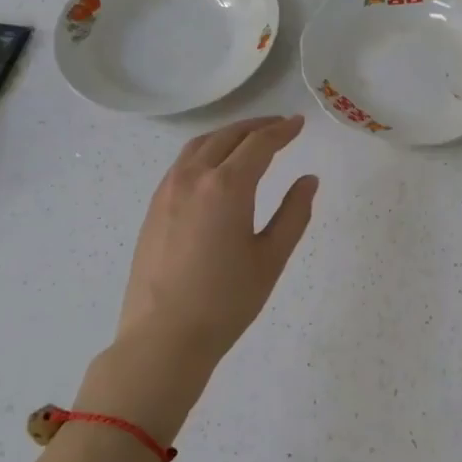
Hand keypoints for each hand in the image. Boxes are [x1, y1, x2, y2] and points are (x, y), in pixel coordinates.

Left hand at [81, 116, 316, 433]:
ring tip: (250, 138)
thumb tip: (308, 180)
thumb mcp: (271, 258)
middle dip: (256, 126)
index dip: (282, 131)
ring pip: (199, 145)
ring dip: (228, 134)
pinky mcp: (153, 208)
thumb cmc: (226, 301)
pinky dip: (206, 151)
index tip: (299, 124)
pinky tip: (216, 166)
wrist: (163, 337)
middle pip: (227, 136)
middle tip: (280, 125)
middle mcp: (193, 178)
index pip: (259, 144)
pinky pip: (182, 163)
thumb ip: (294, 213)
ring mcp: (167, 191)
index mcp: (227, 187)